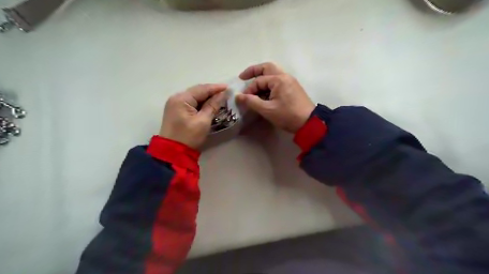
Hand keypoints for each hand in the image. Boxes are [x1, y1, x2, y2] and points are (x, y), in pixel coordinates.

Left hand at [161, 84, 227, 149]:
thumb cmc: (189, 136)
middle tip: (226, 93)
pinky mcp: (176, 111)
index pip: (202, 89)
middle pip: (197, 91)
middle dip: (212, 92)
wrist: (173, 152)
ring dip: (207, 97)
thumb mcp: (203, 121)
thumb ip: (213, 105)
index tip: (228, 87)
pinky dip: (201, 103)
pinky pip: (191, 103)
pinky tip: (210, 104)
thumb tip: (223, 94)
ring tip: (220, 98)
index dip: (216, 88)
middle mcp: (176, 98)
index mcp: (181, 98)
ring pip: (194, 97)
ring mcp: (175, 104)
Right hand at [236, 64, 312, 133]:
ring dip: (262, 77)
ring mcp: (290, 81)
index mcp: (278, 80)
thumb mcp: (267, 110)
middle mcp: (285, 76)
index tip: (243, 99)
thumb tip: (238, 96)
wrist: (309, 123)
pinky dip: (269, 84)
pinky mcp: (293, 88)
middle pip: (267, 68)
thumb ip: (252, 102)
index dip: (249, 90)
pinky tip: (264, 93)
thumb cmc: (287, 115)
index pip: (258, 81)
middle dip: (254, 71)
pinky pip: (278, 81)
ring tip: (253, 86)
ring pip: (273, 73)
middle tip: (243, 77)